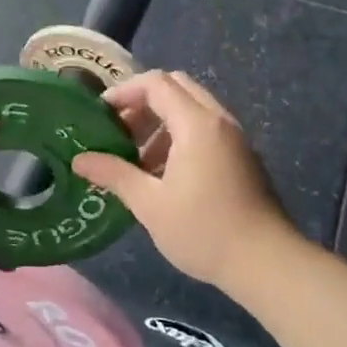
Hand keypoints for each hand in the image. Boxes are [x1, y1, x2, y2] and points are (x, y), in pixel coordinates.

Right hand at [72, 70, 299, 290]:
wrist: (267, 263)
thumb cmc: (203, 230)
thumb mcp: (149, 204)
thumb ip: (114, 174)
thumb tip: (79, 160)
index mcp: (196, 124)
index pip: (155, 83)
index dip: (123, 92)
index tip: (99, 114)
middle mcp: (218, 121)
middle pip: (176, 87)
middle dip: (142, 102)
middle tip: (118, 130)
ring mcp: (234, 138)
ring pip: (191, 108)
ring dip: (160, 122)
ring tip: (136, 158)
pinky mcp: (242, 157)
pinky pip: (205, 129)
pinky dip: (179, 136)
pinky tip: (163, 174)